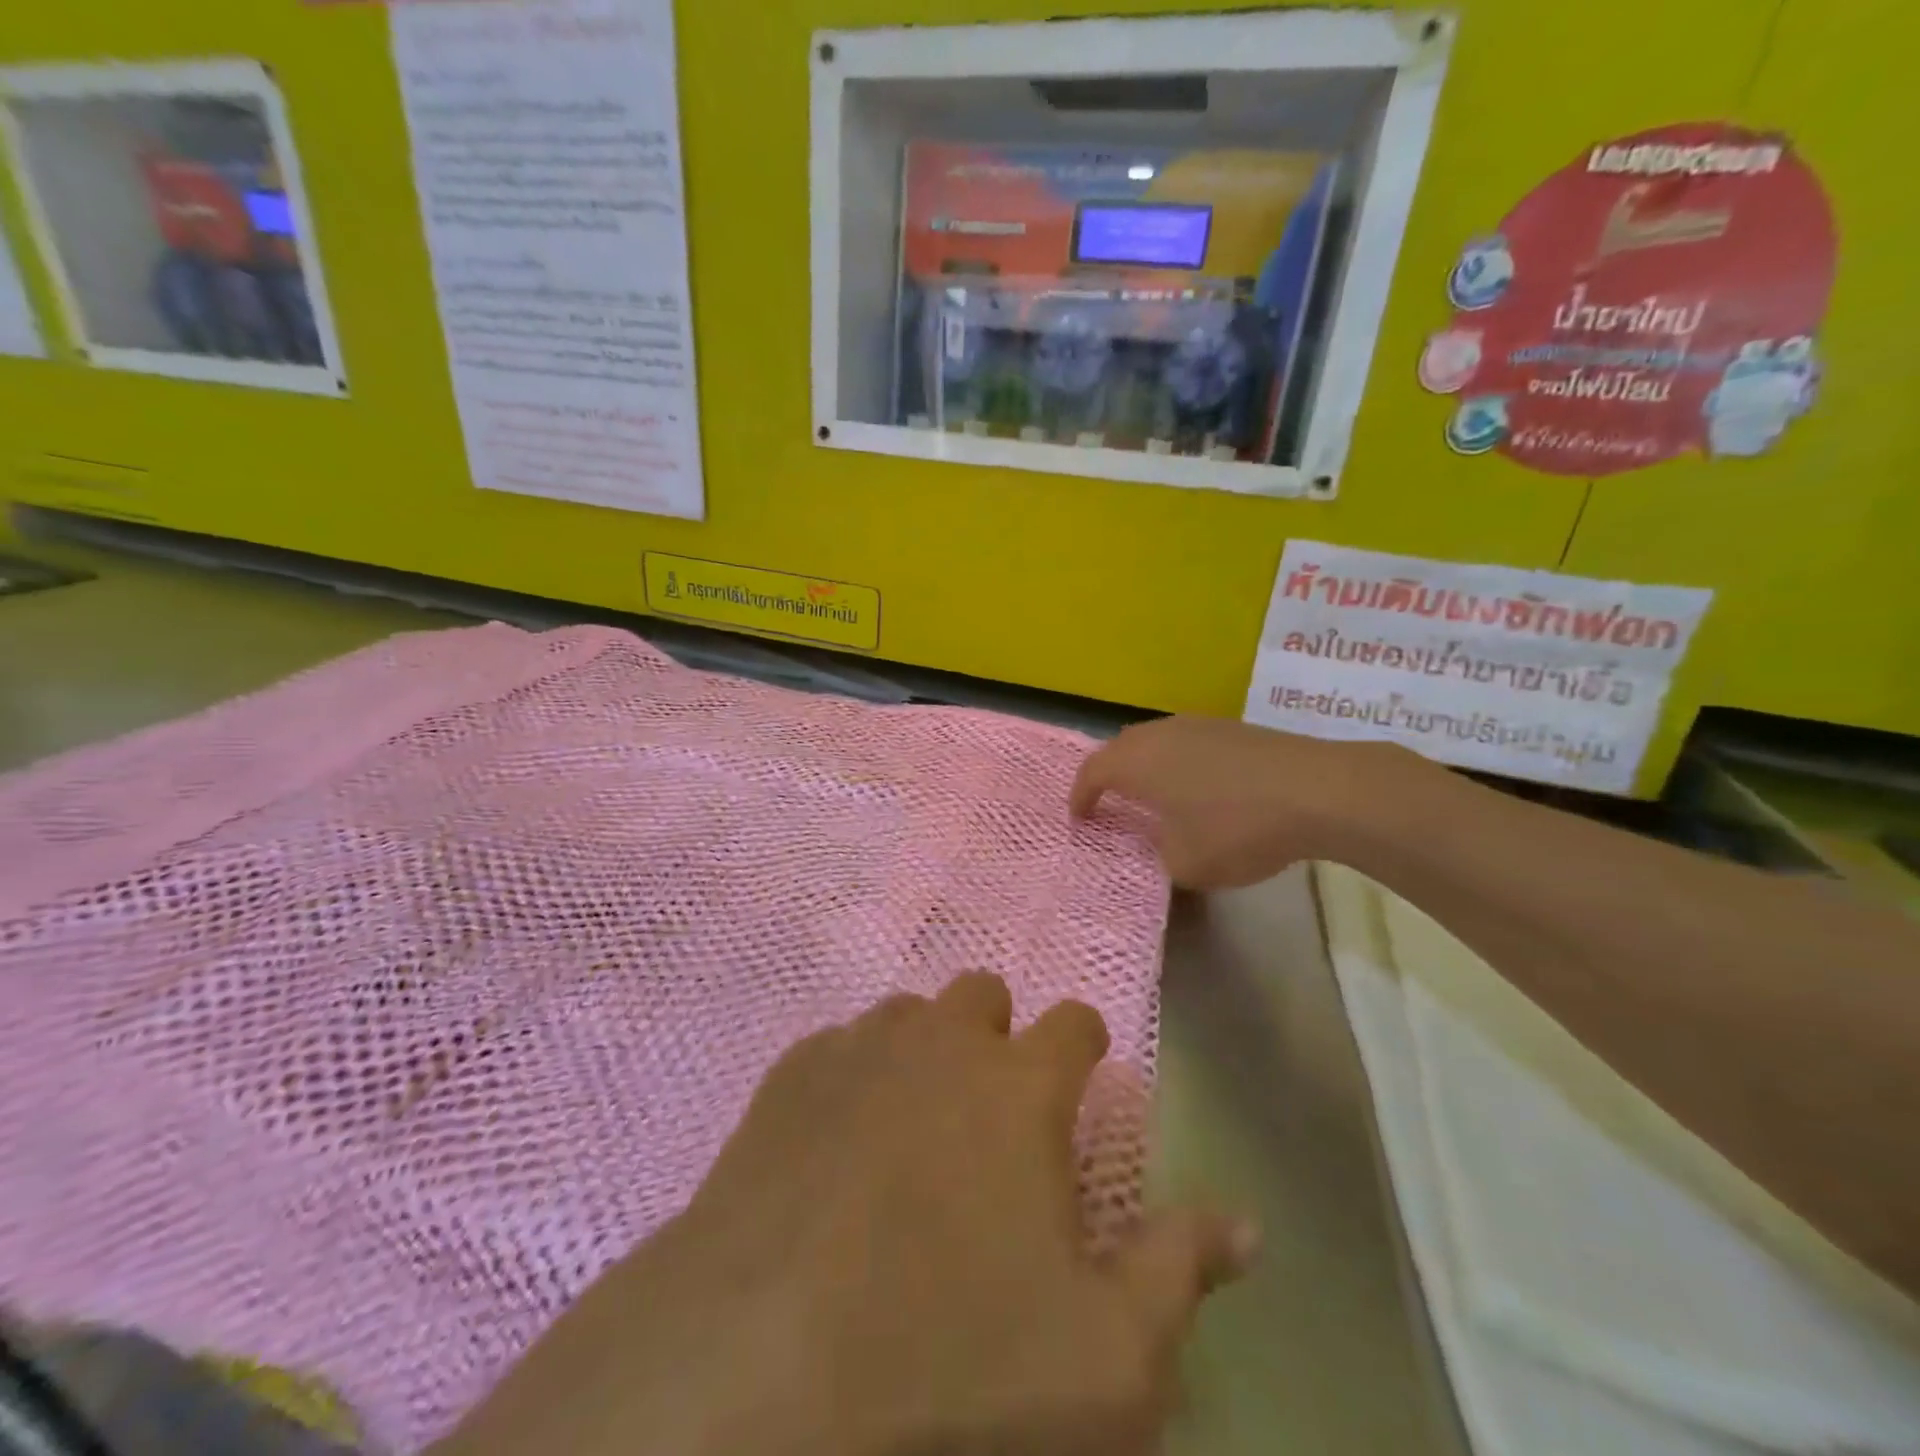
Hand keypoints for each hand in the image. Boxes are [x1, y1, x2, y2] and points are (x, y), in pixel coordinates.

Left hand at [437, 975, 1254, 1455]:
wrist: (757, 1371)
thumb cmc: (952, 1366)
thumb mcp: (1103, 1357)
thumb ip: (1178, 1271)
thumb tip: (1247, 1221)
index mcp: (1019, 1085)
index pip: (1073, 1021)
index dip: (1084, 1043)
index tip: (1082, 1073)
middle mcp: (940, 1043)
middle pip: (981, 992)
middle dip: (996, 1032)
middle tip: (993, 1106)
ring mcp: (857, 1050)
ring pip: (907, 1013)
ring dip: (923, 1049)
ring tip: (915, 1122)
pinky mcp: (786, 1077)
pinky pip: (836, 1046)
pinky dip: (852, 1074)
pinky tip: (837, 1140)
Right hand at [1071, 717, 1416, 890]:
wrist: (1318, 791)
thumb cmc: (1238, 828)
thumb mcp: (1186, 864)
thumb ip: (1159, 857)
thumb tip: (1160, 846)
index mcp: (1138, 763)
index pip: (1092, 772)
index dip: (1080, 795)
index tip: (1079, 818)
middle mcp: (1161, 735)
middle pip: (1120, 747)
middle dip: (1108, 774)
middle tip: (1109, 801)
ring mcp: (1199, 725)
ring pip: (1155, 740)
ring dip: (1145, 765)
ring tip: (1153, 794)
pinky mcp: (1233, 728)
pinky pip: (1187, 741)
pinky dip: (1178, 762)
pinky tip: (1199, 786)